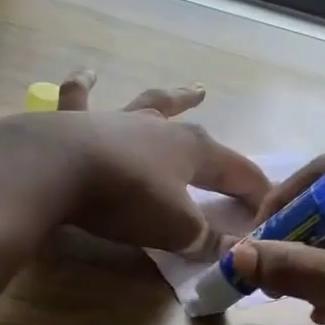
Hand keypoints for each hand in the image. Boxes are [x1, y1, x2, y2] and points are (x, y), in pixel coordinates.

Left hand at [0, 72, 269, 255]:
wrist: (56, 169)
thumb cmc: (127, 199)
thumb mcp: (176, 230)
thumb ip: (207, 241)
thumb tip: (237, 251)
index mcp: (192, 152)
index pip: (237, 172)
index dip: (255, 191)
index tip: (268, 208)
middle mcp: (159, 128)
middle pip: (198, 134)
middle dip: (219, 147)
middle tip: (239, 160)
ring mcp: (117, 120)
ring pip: (152, 104)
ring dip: (173, 98)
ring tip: (191, 89)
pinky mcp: (75, 122)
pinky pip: (80, 98)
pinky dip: (84, 86)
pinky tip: (88, 73)